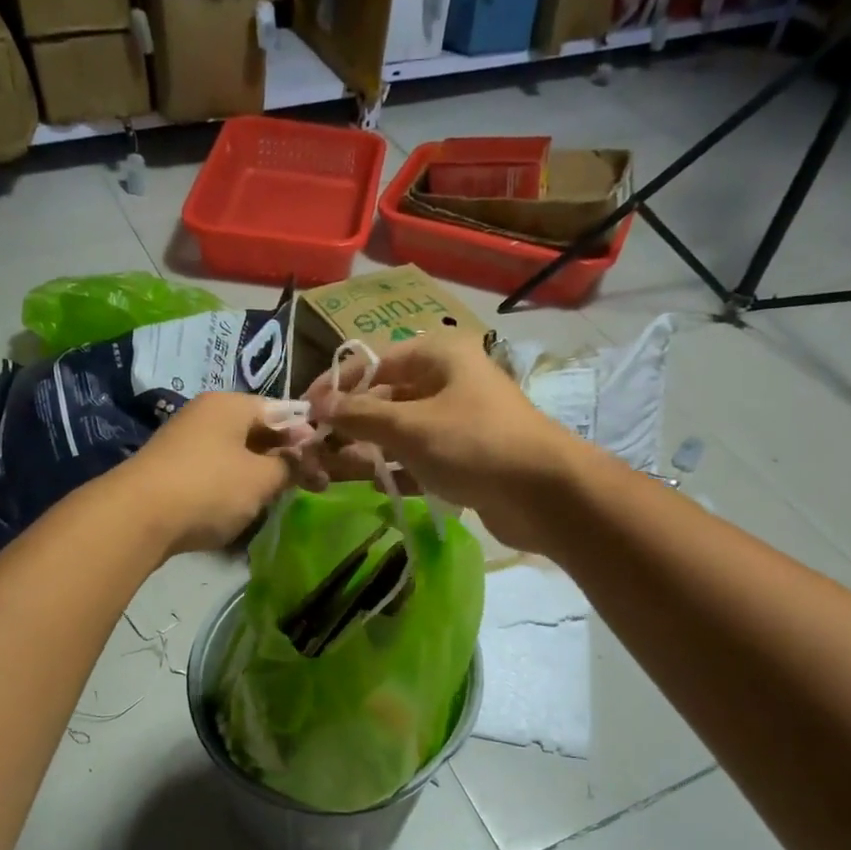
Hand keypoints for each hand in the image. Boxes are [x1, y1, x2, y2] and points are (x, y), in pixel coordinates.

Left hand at [117, 391, 295, 555]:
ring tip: (276, 498)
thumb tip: (300, 458)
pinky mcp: (172, 469)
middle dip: (284, 456)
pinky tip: (241, 505)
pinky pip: (214, 470)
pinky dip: (232, 484)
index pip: (282, 410)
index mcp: (231, 404)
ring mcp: (185, 441)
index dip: (306, 436)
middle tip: (308, 484)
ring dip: (259, 473)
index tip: (324, 462)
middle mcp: (206, 414)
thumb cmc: (210, 488)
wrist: (137, 517)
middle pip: (257, 430)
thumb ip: (289, 466)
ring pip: (236, 452)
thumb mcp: (262, 479)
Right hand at [303, 334, 580, 550]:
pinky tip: (378, 486)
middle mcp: (449, 381)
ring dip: (372, 450)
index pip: (374, 363)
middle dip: (353, 424)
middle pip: (387, 397)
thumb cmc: (473, 444)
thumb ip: (360, 415)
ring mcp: (459, 420)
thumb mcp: (409, 426)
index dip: (337, 385)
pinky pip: (421, 457)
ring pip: (402, 430)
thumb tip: (318, 406)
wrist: (543, 493)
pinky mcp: (466, 456)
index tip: (307, 412)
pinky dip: (399, 469)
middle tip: (320, 450)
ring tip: (339, 472)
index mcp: (439, 356)